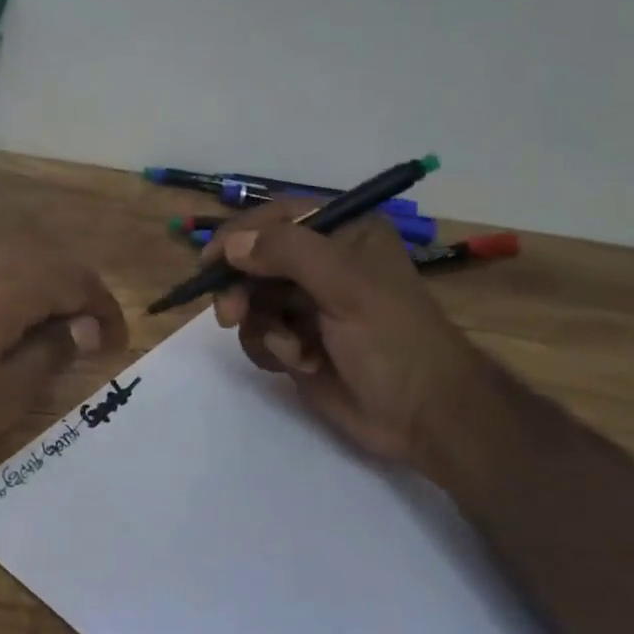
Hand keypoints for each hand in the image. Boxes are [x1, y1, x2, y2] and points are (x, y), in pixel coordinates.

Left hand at [0, 252, 128, 491]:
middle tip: (94, 340)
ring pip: (17, 270)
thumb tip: (79, 329)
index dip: (106, 310)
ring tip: (56, 339)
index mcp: (9, 288)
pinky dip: (15, 300)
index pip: (76, 281)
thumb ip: (50, 354)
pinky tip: (7, 336)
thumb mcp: (4, 394)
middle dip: (80, 297)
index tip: (118, 348)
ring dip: (47, 296)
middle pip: (48, 266)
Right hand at [206, 202, 488, 489]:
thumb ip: (288, 253)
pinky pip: (260, 334)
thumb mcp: (346, 285)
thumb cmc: (393, 340)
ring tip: (288, 348)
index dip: (240, 235)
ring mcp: (309, 304)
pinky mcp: (299, 341)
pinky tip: (301, 363)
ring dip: (261, 325)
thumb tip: (232, 245)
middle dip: (242, 289)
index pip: (277, 217)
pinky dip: (272, 349)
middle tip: (230, 315)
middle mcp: (323, 263)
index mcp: (344, 233)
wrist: (423, 416)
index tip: (210, 260)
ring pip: (252, 300)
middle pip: (255, 260)